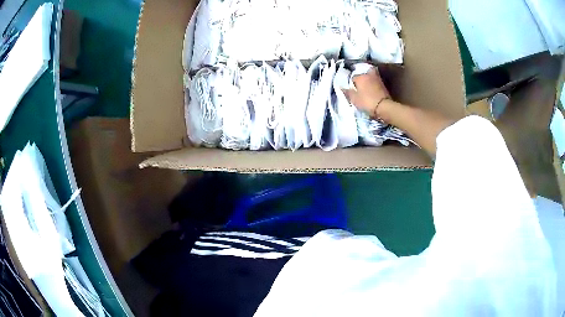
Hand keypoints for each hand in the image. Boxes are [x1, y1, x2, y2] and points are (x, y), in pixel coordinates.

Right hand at [343, 68, 390, 117]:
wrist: (384, 107)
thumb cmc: (367, 102)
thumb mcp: (354, 99)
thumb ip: (347, 92)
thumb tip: (341, 88)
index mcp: (360, 77)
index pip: (353, 78)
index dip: (352, 84)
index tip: (353, 91)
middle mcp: (369, 75)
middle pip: (364, 74)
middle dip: (362, 79)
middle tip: (361, 86)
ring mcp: (378, 79)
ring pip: (371, 77)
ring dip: (369, 81)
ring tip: (367, 89)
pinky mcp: (384, 85)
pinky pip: (376, 82)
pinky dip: (374, 85)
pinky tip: (373, 91)